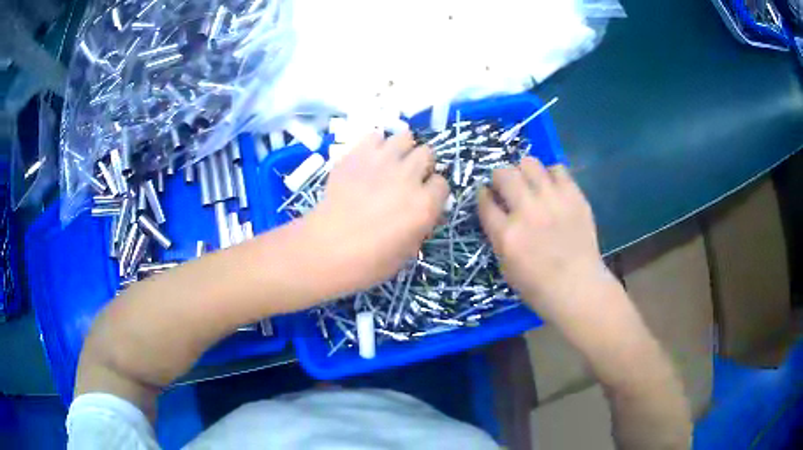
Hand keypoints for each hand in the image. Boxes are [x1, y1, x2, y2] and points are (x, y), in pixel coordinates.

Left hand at [300, 132, 448, 296]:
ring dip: (402, 150)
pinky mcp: (357, 154)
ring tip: (391, 164)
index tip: (423, 199)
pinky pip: (375, 135)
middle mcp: (408, 177)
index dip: (433, 192)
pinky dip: (376, 145)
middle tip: (408, 179)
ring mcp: (382, 161)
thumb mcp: (406, 253)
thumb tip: (422, 211)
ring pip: (405, 137)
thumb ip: (420, 225)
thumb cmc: (366, 263)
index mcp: (424, 205)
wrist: (323, 249)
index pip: (442, 184)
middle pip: (427, 153)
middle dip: (421, 166)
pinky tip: (369, 159)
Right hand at [478, 156, 608, 321]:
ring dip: (524, 171)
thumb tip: (497, 213)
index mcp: (506, 234)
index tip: (487, 195)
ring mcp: (552, 201)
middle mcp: (527, 211)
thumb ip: (498, 236)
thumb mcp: (505, 267)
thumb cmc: (538, 287)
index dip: (483, 195)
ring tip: (531, 184)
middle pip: (503, 174)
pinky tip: (553, 189)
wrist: (578, 288)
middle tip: (507, 187)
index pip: (484, 200)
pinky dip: (551, 176)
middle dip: (500, 177)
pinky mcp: (574, 196)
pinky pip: (557, 169)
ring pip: (529, 163)